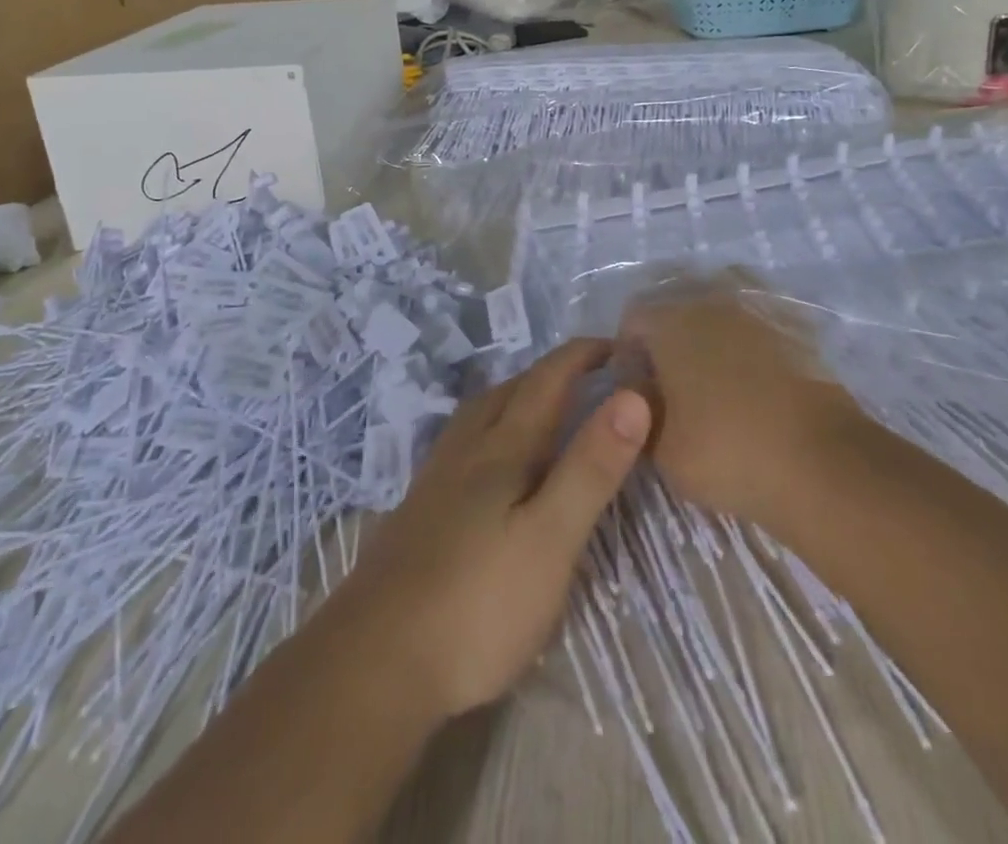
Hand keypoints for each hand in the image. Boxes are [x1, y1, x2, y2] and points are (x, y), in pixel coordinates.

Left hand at [325, 339, 650, 720]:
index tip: (619, 345)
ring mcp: (436, 478)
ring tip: (546, 410)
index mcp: (502, 447)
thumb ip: (590, 467)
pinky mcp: (420, 509)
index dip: (583, 355)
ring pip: (482, 414)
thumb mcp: (551, 538)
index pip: (548, 379)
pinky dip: (493, 431)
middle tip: (592, 377)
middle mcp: (466, 448)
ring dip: (518, 397)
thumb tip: (633, 395)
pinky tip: (493, 464)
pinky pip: (465, 444)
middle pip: (510, 389)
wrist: (374, 662)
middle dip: (553, 373)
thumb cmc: (477, 603)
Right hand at [617, 274, 864, 527]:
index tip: (639, 389)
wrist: (820, 462)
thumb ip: (640, 408)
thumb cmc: (726, 451)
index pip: (632, 319)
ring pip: (719, 306)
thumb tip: (642, 388)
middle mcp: (710, 299)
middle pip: (676, 305)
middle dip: (670, 337)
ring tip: (716, 376)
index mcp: (669, 320)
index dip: (630, 353)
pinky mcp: (795, 325)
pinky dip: (750, 340)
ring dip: (711, 333)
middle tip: (676, 383)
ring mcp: (756, 307)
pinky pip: (758, 321)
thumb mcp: (661, 447)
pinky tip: (754, 376)